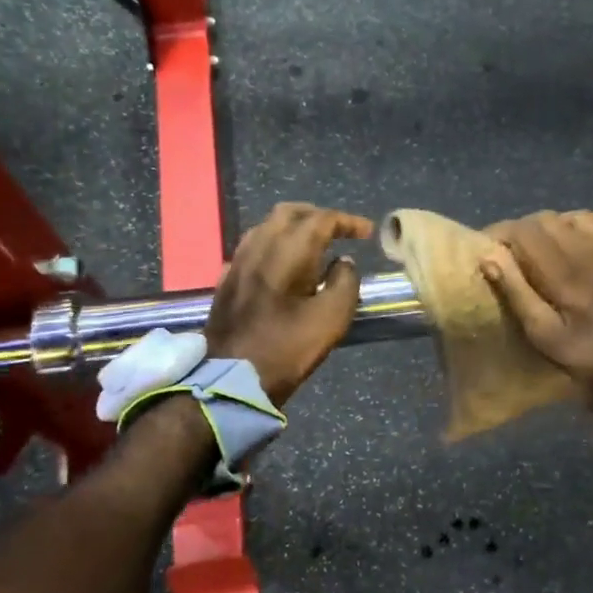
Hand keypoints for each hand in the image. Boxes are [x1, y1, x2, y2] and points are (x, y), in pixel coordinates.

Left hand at [207, 203, 373, 405]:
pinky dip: (275, 246)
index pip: (320, 220)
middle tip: (339, 231)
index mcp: (287, 252)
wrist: (230, 379)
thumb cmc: (286, 349)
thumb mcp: (331, 319)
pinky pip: (253, 248)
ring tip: (314, 246)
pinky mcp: (226, 281)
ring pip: (267, 228)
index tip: (366, 233)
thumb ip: (345, 283)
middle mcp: (258, 247)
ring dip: (294, 228)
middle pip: (289, 213)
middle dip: (317, 216)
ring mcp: (237, 263)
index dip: (347, 222)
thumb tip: (343, 263)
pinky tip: (283, 267)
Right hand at [479, 210, 592, 405]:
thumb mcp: (546, 336)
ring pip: (577, 215)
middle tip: (517, 254)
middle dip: (525, 232)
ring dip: (558, 227)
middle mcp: (587, 246)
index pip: (522, 230)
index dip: (501, 233)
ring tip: (551, 248)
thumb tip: (490, 255)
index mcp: (560, 269)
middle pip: (547, 219)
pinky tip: (591, 236)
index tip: (490, 248)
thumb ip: (517, 293)